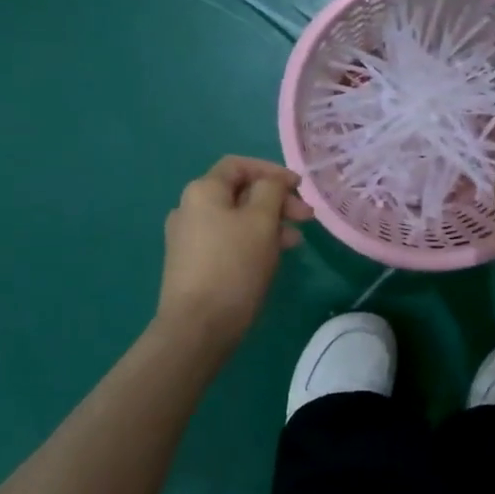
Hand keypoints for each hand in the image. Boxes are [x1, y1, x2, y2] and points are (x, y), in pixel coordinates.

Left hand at [156, 155, 313, 340]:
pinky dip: (252, 242)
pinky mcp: (192, 265)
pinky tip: (272, 259)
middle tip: (306, 218)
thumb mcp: (261, 221)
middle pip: (239, 193)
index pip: (239, 165)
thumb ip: (270, 191)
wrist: (196, 328)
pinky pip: (227, 241)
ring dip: (268, 224)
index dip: (272, 170)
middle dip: (276, 201)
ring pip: (236, 219)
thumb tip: (270, 183)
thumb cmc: (233, 267)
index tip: (300, 187)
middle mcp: (189, 209)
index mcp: (202, 191)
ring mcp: (188, 239)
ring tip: (295, 243)